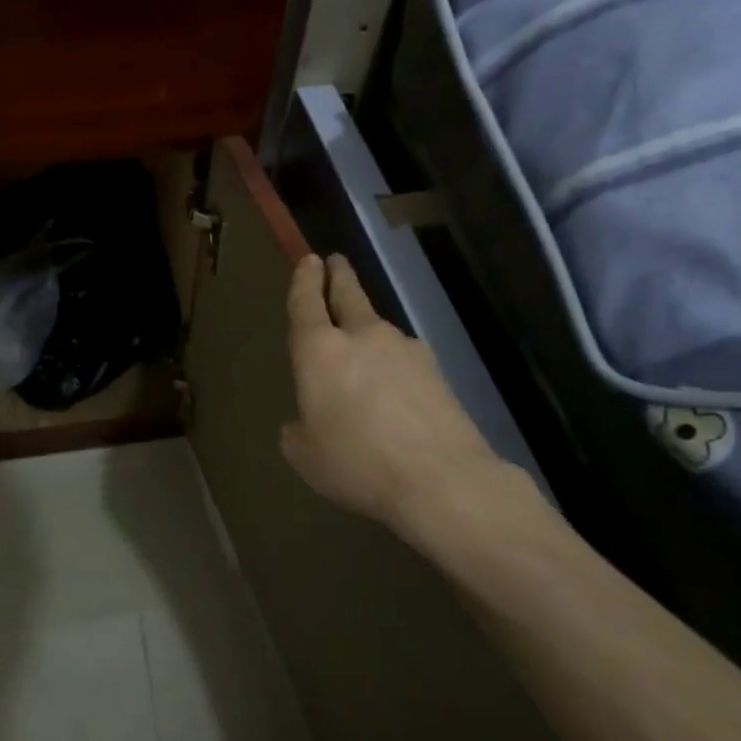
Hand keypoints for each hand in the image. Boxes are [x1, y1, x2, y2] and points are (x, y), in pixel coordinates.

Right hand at [281, 254, 507, 527]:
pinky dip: (392, 363)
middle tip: (335, 262)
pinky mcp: (436, 371)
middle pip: (349, 295)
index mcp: (320, 350)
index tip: (309, 260)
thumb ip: (298, 429)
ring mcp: (405, 350)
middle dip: (339, 276)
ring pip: (378, 328)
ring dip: (367, 328)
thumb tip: (306, 421)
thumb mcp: (305, 455)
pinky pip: (403, 357)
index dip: (304, 280)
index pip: (306, 303)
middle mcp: (362, 337)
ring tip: (362, 347)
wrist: (442, 480)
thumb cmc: (357, 463)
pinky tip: (393, 390)